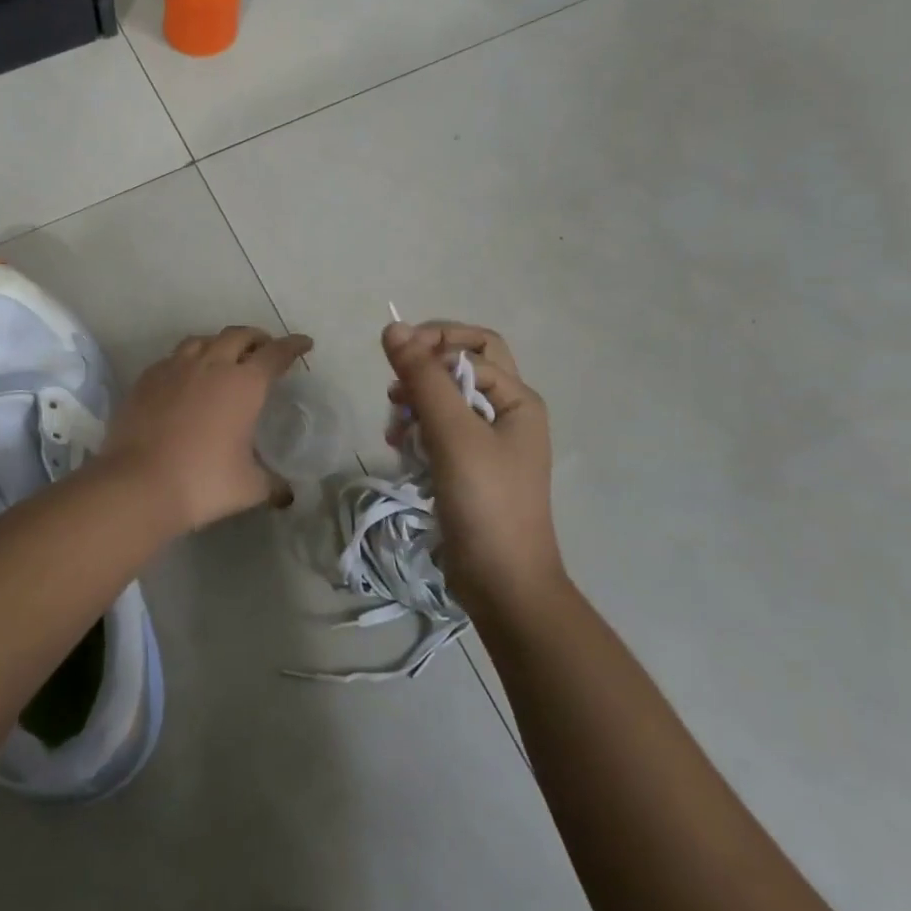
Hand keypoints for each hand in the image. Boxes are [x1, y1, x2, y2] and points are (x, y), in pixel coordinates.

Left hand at [104, 327, 313, 531]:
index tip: (304, 343)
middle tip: (265, 348)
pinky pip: (172, 357)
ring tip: (224, 356)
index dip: (293, 346)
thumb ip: (272, 484)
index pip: (275, 353)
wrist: (139, 483)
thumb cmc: (204, 482)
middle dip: (257, 337)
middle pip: (238, 335)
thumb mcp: (250, 487)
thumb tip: (287, 494)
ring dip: (220, 342)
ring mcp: (175, 368)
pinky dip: (188, 359)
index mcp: (244, 384)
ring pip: (202, 340)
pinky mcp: (146, 379)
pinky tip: (186, 376)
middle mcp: (211, 365)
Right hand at [382, 320, 560, 614]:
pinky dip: (417, 432)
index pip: (472, 347)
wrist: (502, 583)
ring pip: (444, 400)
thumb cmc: (486, 502)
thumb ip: (424, 378)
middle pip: (461, 368)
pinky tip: (400, 448)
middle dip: (425, 372)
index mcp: (517, 399)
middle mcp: (507, 414)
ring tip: (395, 428)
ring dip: (416, 404)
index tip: (395, 366)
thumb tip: (393, 327)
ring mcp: (487, 443)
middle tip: (396, 390)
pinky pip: (438, 431)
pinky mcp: (467, 467)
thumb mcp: (453, 433)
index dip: (433, 346)